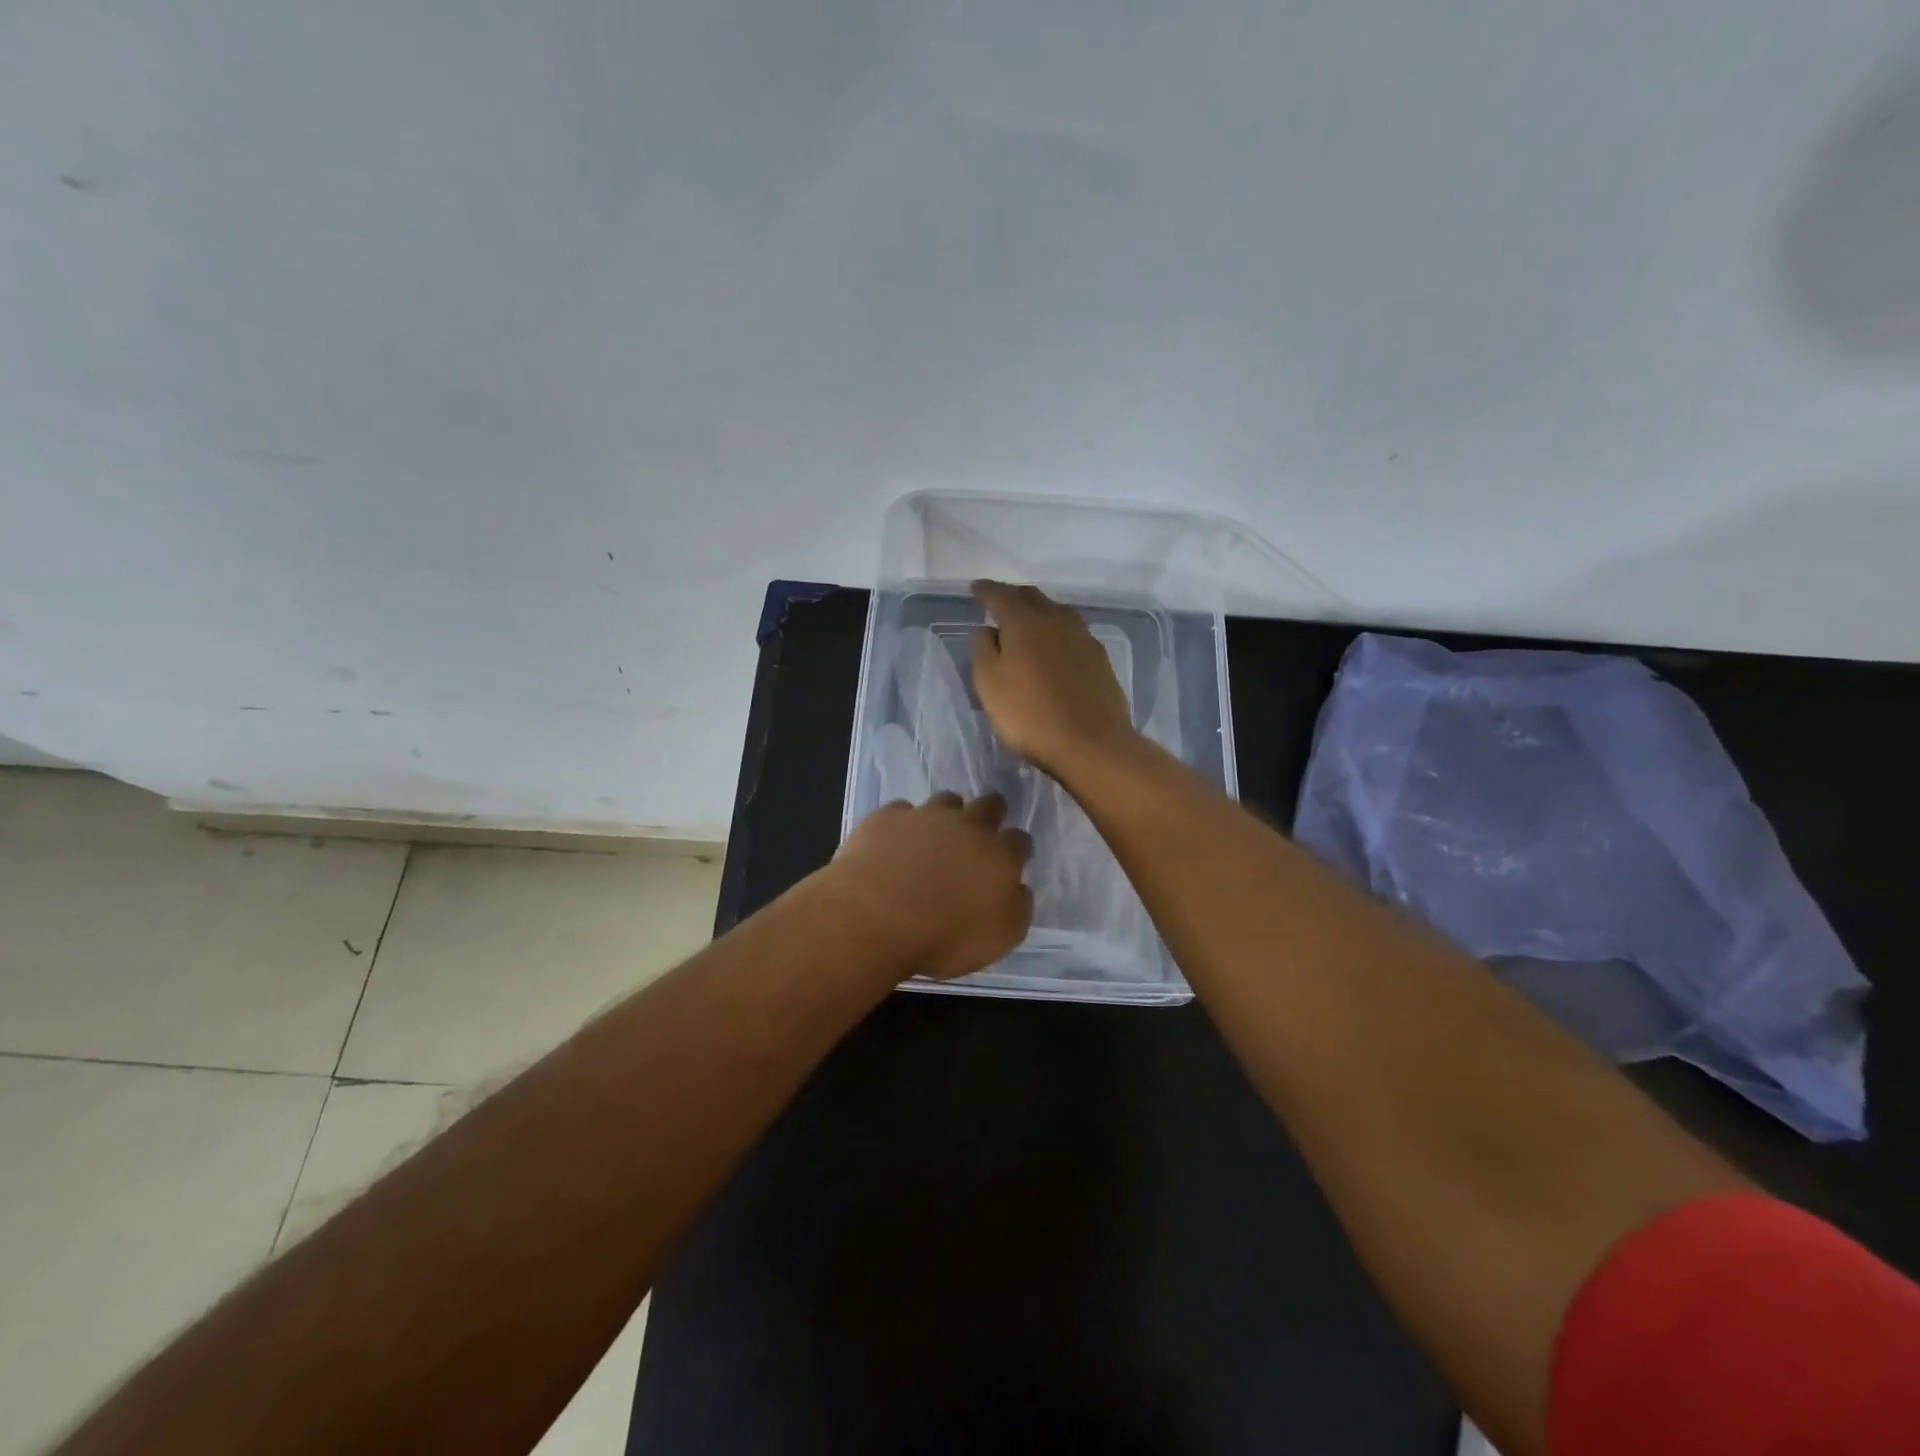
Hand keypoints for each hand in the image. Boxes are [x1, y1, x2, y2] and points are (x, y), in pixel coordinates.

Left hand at [823, 792, 1033, 980]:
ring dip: (947, 814)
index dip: (1016, 850)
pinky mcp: (887, 817)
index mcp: (1000, 854)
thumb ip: (1017, 908)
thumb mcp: (999, 938)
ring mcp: (925, 816)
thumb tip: (1019, 888)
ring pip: (946, 800)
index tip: (1009, 863)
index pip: (1020, 840)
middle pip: (989, 804)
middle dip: (990, 814)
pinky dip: (903, 824)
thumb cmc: (945, 936)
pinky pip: (901, 811)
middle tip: (979, 835)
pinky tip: (894, 842)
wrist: (875, 918)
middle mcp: (968, 825)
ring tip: (936, 836)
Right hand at [970, 580, 1136, 775]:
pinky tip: (1055, 644)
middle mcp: (1056, 621)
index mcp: (1025, 623)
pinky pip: (1073, 631)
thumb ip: (982, 650)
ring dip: (1038, 609)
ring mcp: (1082, 638)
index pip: (1001, 595)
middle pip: (1032, 596)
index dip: (986, 590)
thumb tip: (987, 629)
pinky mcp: (1099, 658)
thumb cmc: (1030, 716)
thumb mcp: (989, 685)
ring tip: (1028, 619)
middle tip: (999, 601)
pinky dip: (1057, 629)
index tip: (975, 588)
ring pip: (1057, 611)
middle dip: (1013, 595)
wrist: (1091, 743)